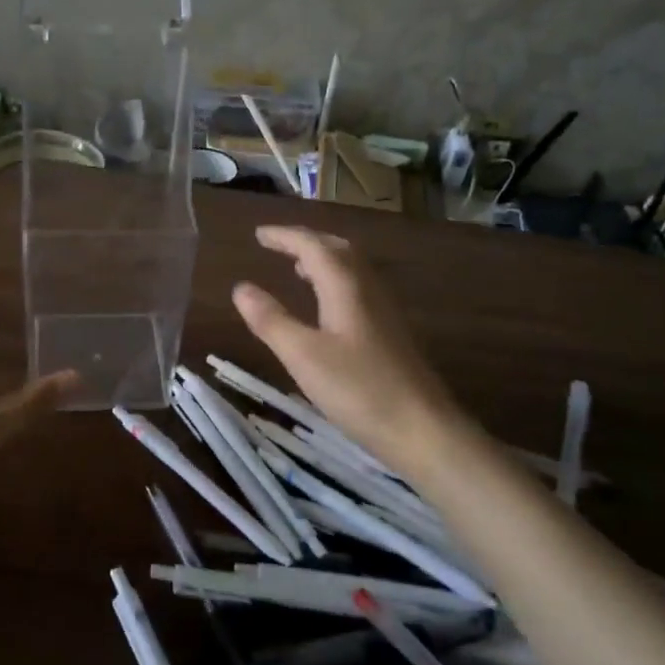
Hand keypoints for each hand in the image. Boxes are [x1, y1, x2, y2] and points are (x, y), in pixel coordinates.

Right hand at [231, 226, 470, 473]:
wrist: (423, 429)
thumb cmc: (359, 390)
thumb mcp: (303, 355)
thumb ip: (271, 319)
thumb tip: (241, 287)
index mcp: (346, 287)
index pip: (313, 246)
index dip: (284, 236)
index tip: (258, 234)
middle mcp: (369, 290)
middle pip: (338, 250)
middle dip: (306, 242)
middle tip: (277, 244)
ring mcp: (384, 312)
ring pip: (352, 270)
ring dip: (323, 261)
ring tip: (297, 268)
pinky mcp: (390, 334)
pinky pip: (358, 290)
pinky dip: (335, 283)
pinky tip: (326, 308)